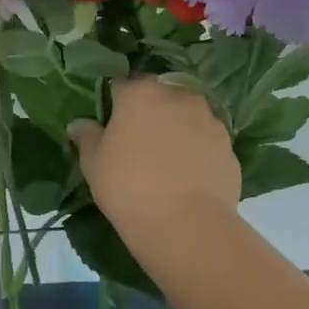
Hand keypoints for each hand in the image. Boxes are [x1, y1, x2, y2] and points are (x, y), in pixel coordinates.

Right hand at [68, 79, 239, 247]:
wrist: (184, 223)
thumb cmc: (127, 185)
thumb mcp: (93, 163)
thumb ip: (87, 137)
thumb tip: (79, 124)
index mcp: (141, 93)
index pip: (122, 85)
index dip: (114, 103)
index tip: (110, 124)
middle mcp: (179, 96)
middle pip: (160, 96)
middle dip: (150, 112)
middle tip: (138, 142)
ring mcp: (210, 120)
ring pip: (187, 117)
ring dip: (177, 129)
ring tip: (167, 160)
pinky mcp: (229, 147)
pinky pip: (206, 141)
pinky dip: (197, 151)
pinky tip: (187, 176)